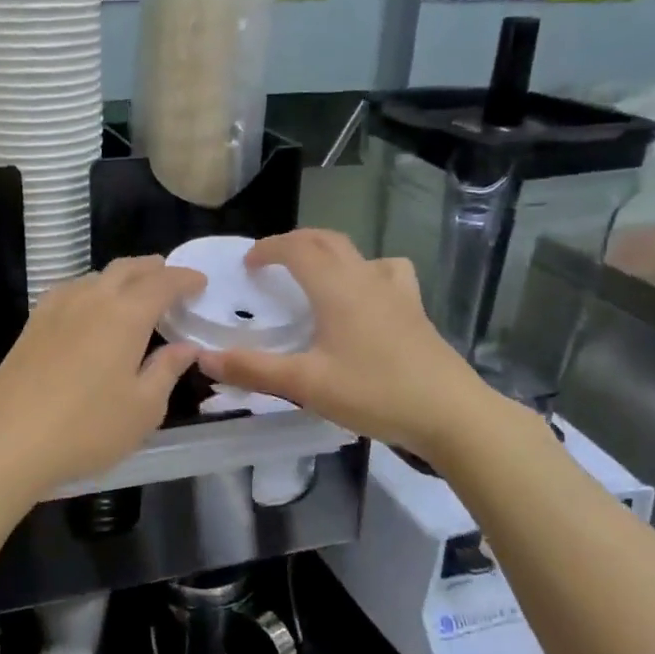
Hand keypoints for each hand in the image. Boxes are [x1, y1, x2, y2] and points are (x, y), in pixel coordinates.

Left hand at [0, 256, 205, 498]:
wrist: (10, 441)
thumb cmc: (88, 428)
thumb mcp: (143, 408)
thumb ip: (167, 370)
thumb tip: (186, 347)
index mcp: (125, 315)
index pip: (162, 283)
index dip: (184, 279)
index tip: (200, 282)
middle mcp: (91, 299)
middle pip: (126, 269)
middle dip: (153, 269)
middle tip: (170, 280)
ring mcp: (57, 308)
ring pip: (96, 277)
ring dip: (121, 278)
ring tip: (134, 294)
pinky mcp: (33, 323)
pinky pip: (71, 291)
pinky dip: (92, 289)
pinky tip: (90, 309)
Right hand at [196, 229, 496, 454]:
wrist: (450, 413)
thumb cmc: (374, 392)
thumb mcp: (305, 384)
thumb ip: (253, 369)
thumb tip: (204, 359)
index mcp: (336, 287)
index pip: (296, 247)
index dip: (268, 248)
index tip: (248, 263)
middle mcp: (365, 278)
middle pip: (326, 240)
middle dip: (294, 243)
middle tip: (272, 263)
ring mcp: (396, 291)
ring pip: (357, 252)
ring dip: (328, 252)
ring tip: (314, 274)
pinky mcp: (415, 309)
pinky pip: (388, 272)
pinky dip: (367, 270)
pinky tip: (366, 296)